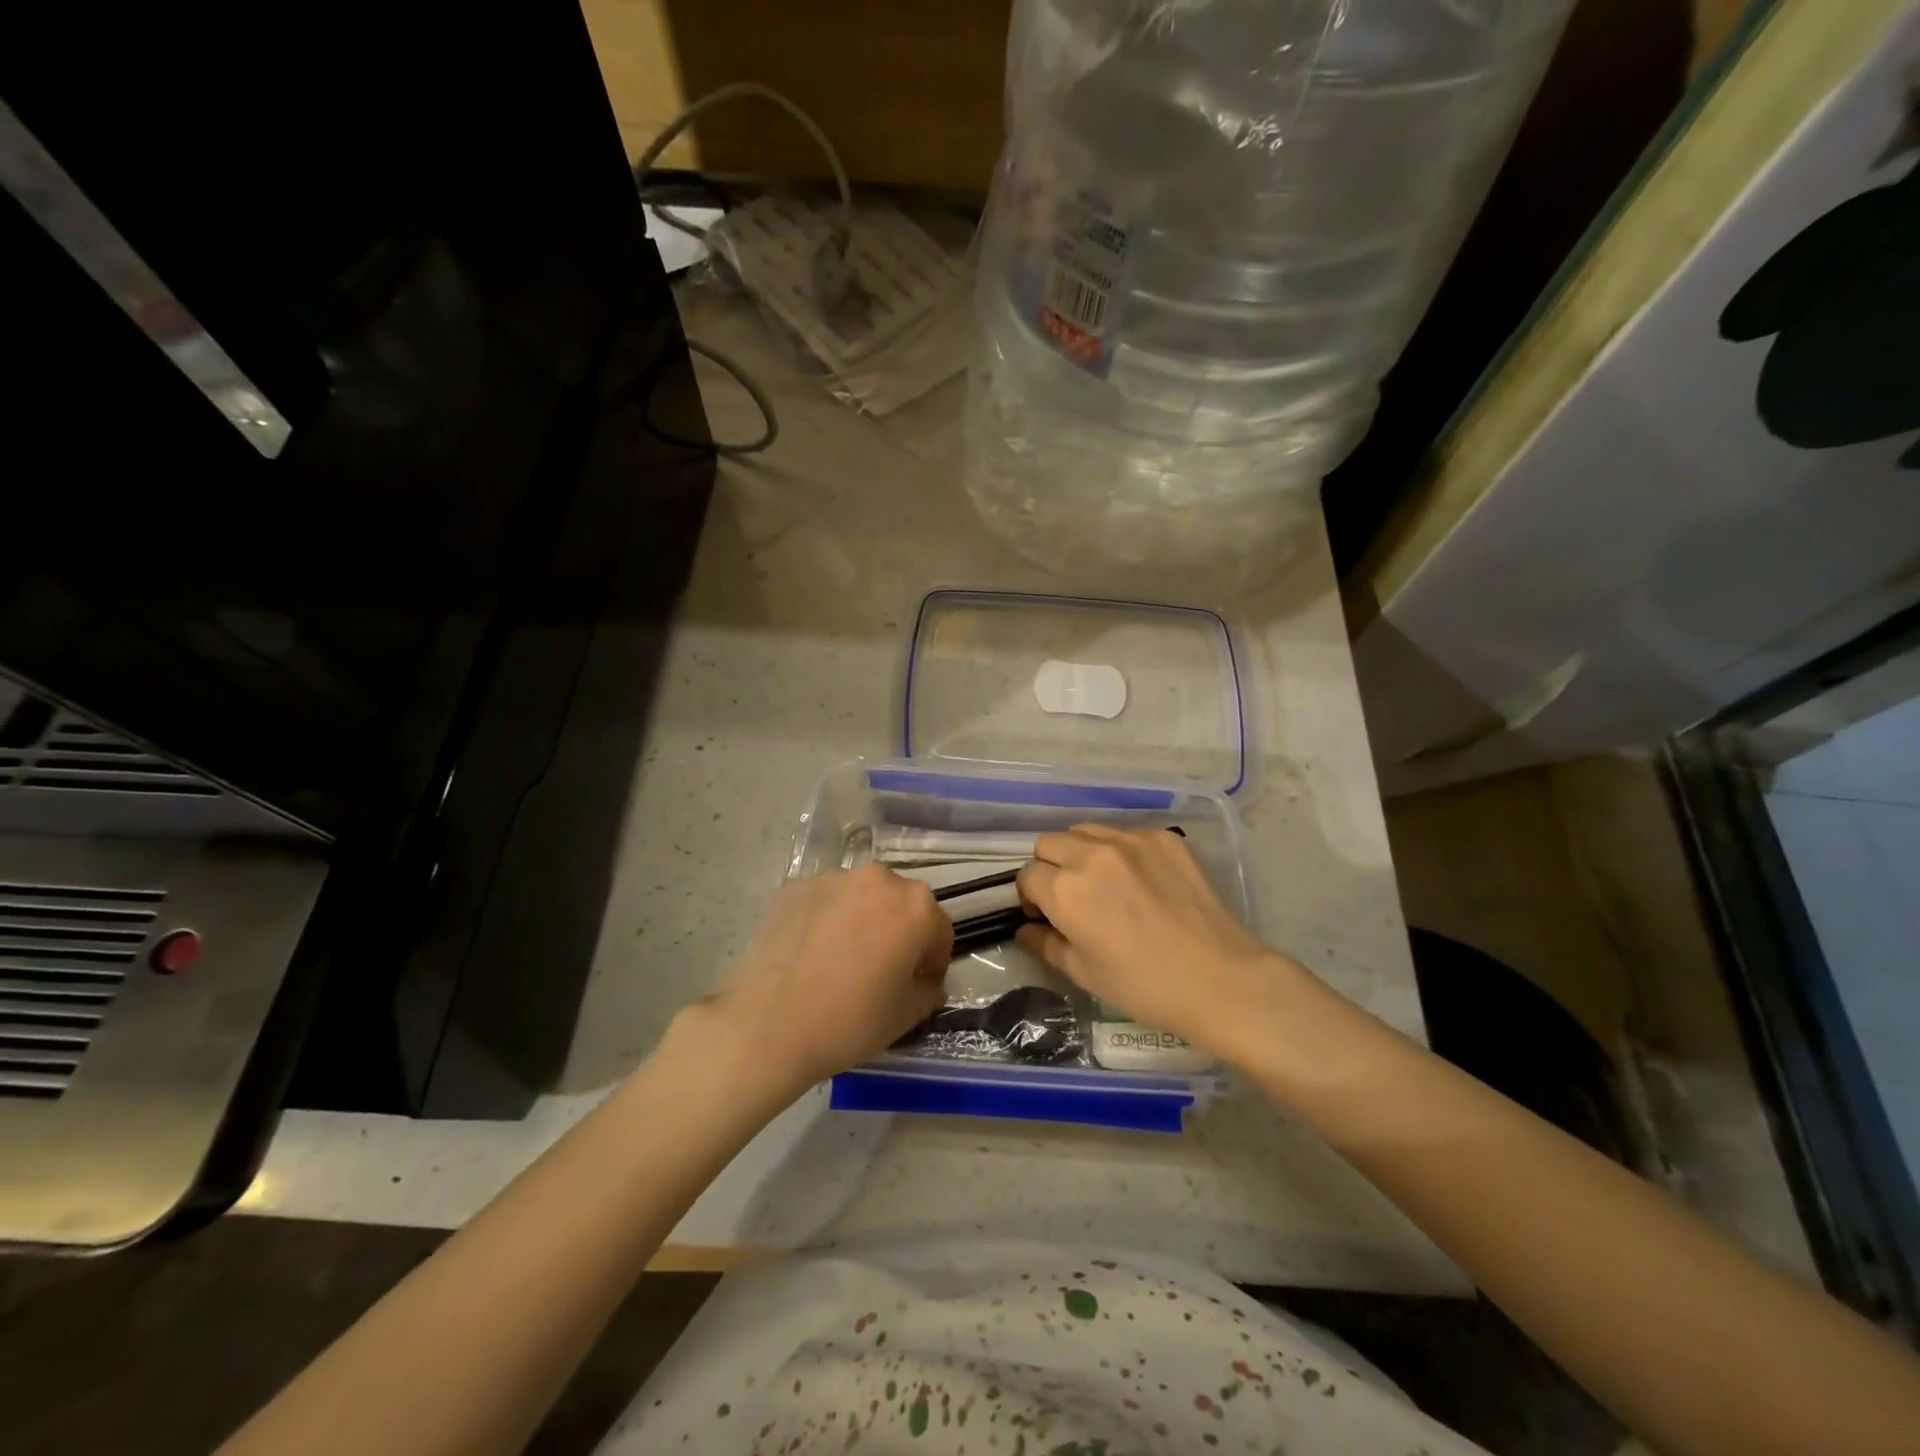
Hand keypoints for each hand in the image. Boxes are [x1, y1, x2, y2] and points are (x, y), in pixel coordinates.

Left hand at [698, 865, 951, 1089]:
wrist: (769, 1023)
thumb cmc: (850, 1020)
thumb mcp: (907, 1015)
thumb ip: (928, 990)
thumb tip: (925, 981)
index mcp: (916, 906)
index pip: (939, 930)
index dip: (933, 961)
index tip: (919, 985)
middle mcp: (879, 880)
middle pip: (901, 905)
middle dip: (899, 933)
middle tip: (882, 971)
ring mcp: (834, 879)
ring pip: (862, 899)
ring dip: (863, 921)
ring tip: (843, 960)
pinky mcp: (796, 887)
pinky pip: (826, 902)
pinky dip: (828, 920)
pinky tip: (813, 954)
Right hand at [1016, 825, 1288, 1056]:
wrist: (1220, 979)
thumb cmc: (1144, 986)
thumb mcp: (1084, 973)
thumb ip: (1045, 944)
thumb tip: (1027, 929)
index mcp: (1065, 890)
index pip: (1027, 875)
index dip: (1030, 896)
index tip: (1045, 914)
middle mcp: (1092, 854)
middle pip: (1049, 843)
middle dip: (1050, 867)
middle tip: (1071, 897)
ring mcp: (1131, 841)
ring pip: (1085, 831)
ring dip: (1081, 852)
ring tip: (1103, 883)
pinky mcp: (1163, 838)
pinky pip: (1125, 834)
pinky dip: (1120, 851)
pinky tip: (1140, 881)